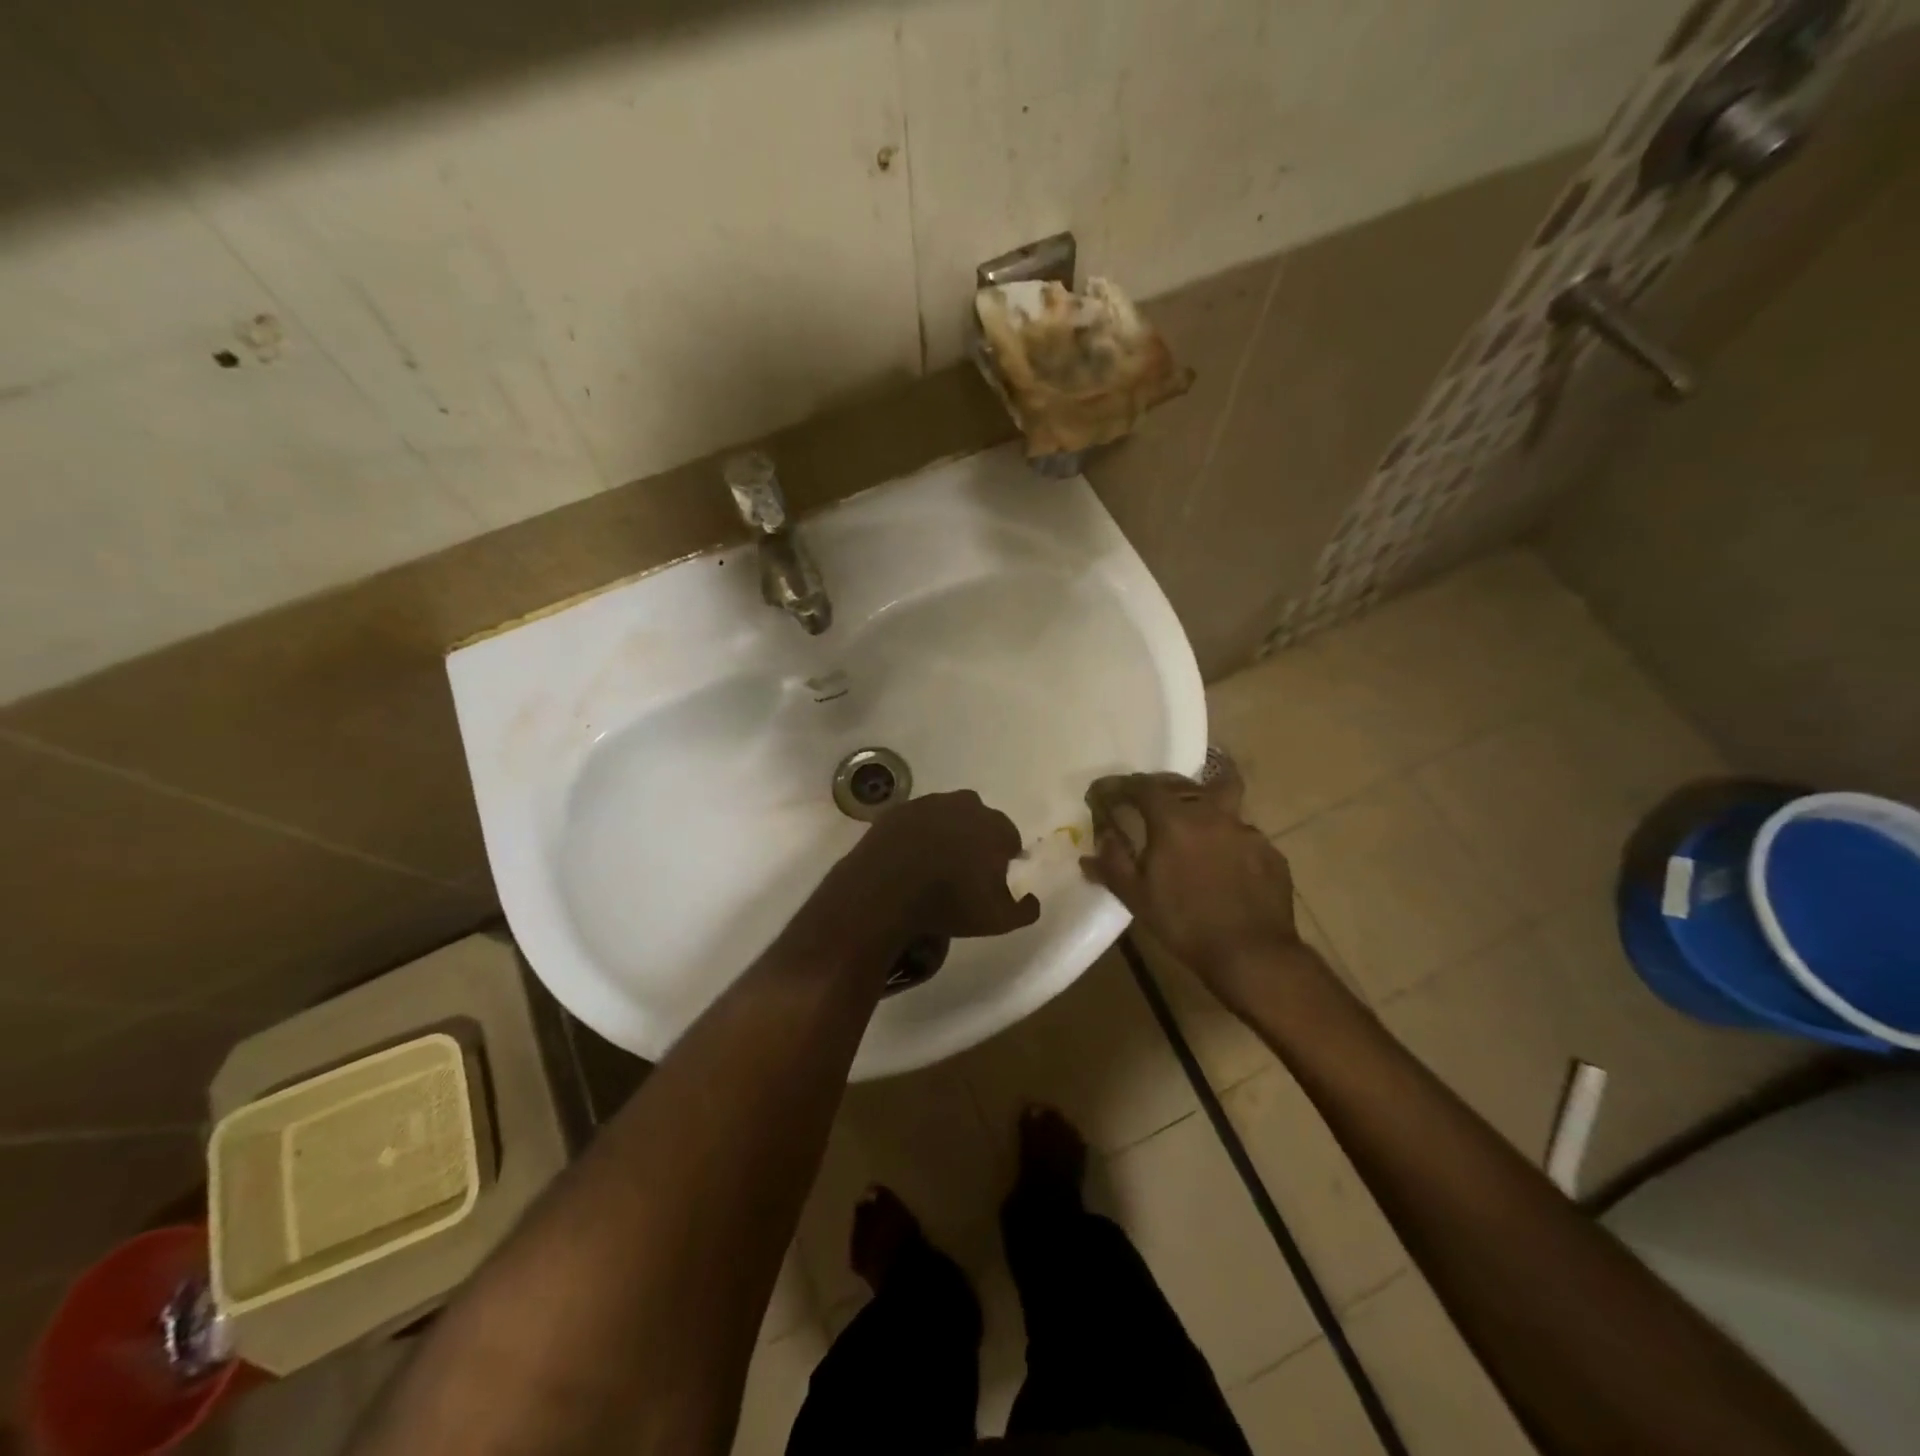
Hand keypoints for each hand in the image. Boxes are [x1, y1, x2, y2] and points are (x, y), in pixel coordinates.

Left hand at [830, 790, 1041, 942]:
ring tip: (934, 863)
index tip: (993, 878)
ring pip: (947, 816)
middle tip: (964, 870)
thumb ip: (1025, 910)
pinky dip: (916, 835)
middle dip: (977, 839)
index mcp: (995, 827)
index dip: (1004, 858)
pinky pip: (916, 821)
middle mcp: (966, 806)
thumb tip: (1033, 899)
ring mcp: (929, 803)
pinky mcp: (898, 810)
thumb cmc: (949, 903)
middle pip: (979, 820)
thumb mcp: (998, 920)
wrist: (885, 890)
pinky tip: (909, 858)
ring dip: (946, 833)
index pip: (1010, 838)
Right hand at [1079, 770, 1309, 1004]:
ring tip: (1190, 821)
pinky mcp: (1269, 851)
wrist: (1252, 954)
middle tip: (1144, 801)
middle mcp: (1212, 813)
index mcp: (1174, 819)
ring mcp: (1246, 830)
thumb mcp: (1135, 896)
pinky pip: (1241, 832)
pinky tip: (1221, 859)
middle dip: (1158, 787)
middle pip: (1182, 783)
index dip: (1119, 786)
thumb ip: (1112, 863)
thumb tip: (1098, 841)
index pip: (1141, 786)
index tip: (1103, 793)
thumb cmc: (1184, 923)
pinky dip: (1225, 837)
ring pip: (1220, 799)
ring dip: (1200, 803)